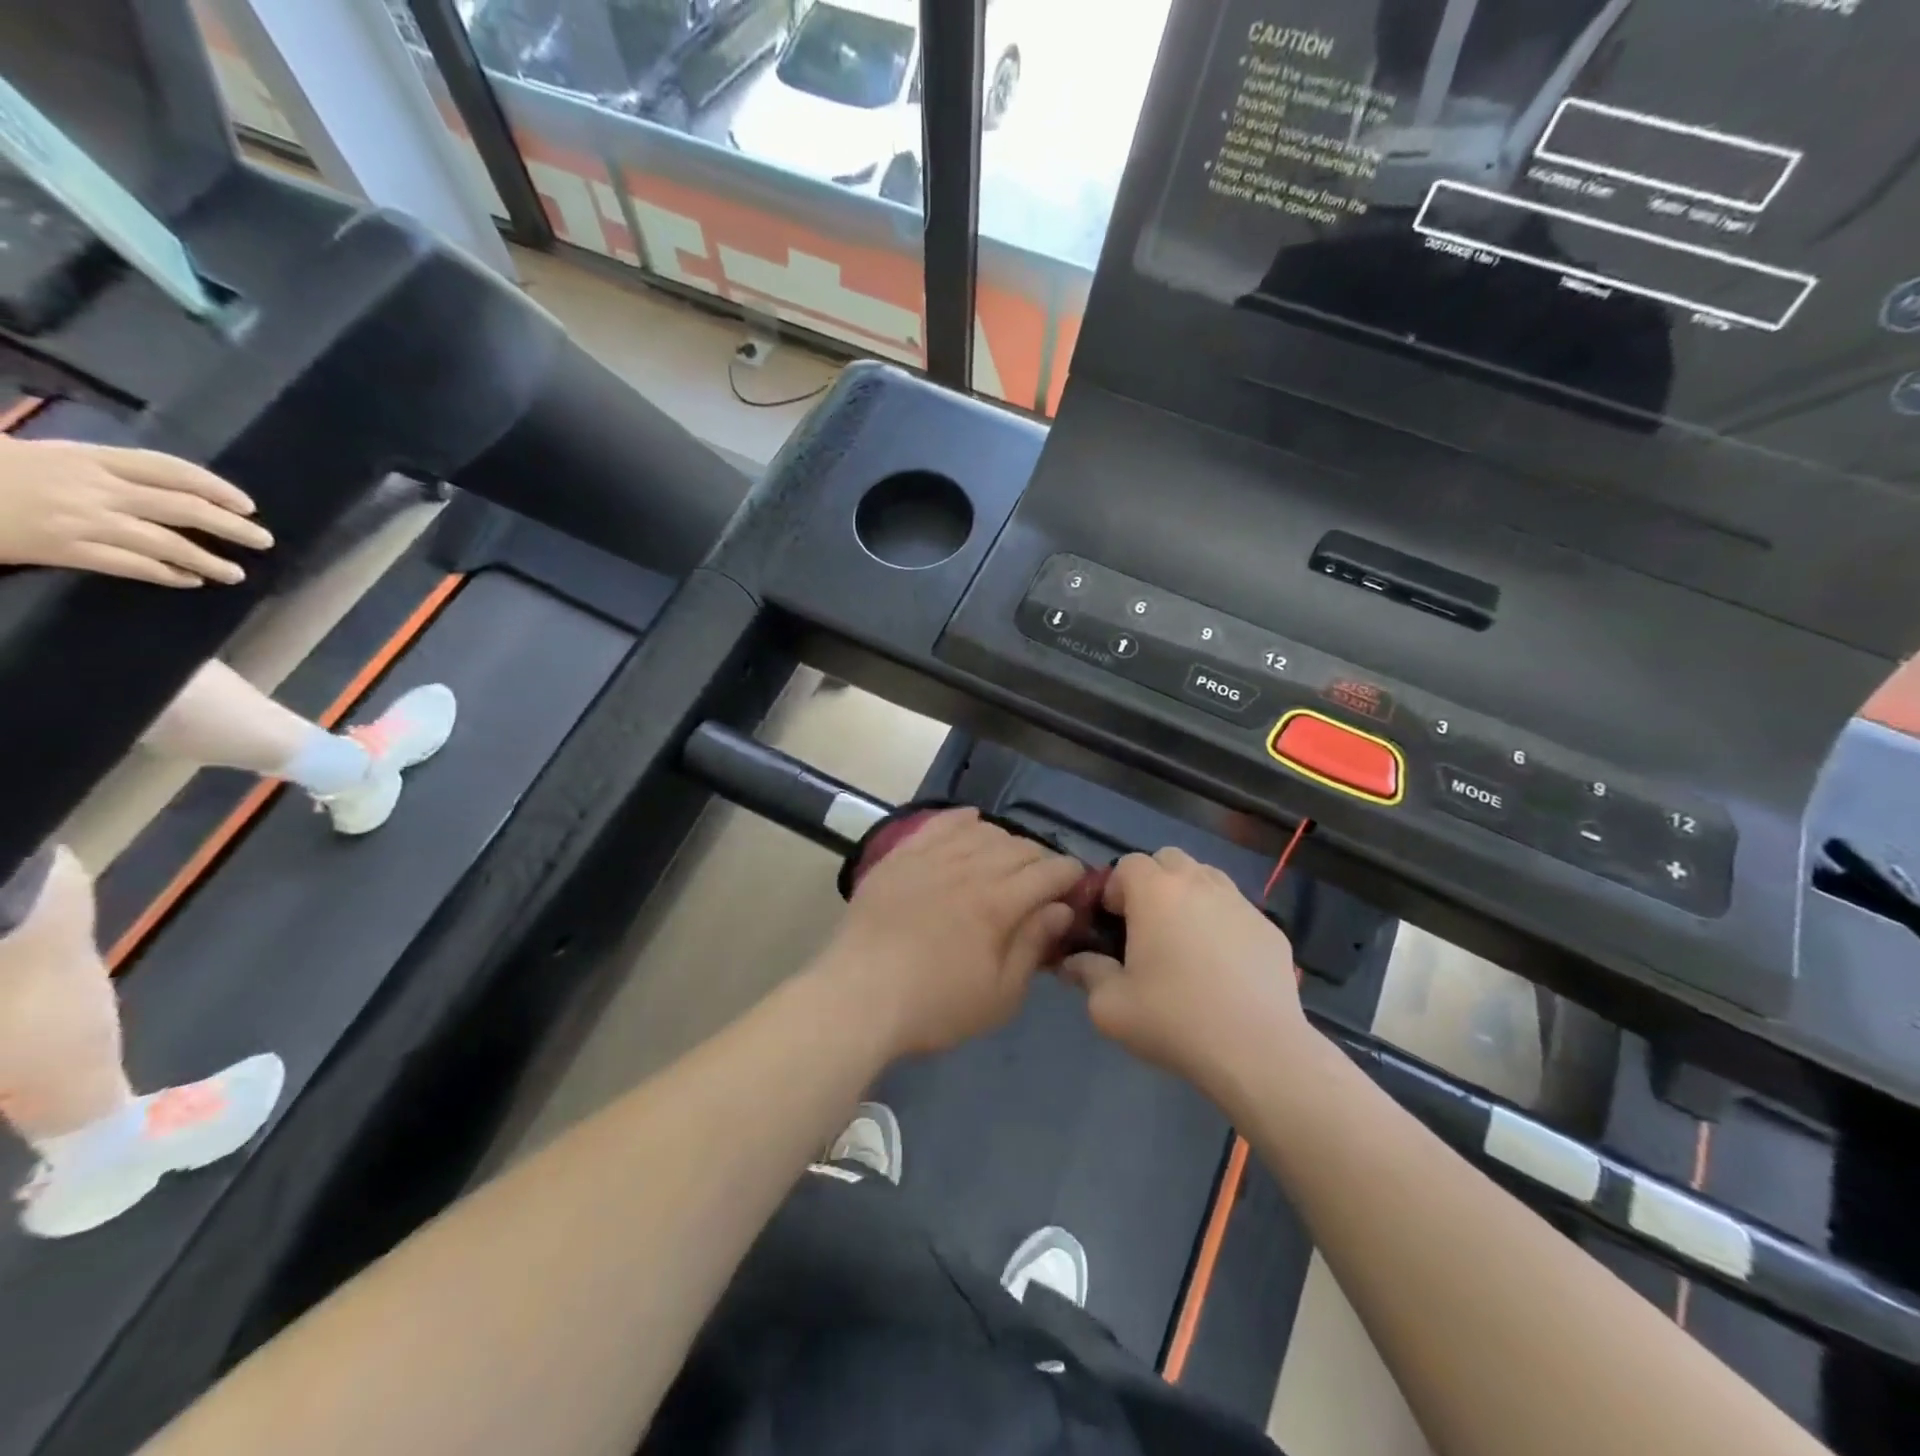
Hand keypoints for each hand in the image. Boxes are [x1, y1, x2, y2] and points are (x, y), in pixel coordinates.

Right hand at [0, 437, 273, 585]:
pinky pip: (130, 565)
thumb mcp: (41, 454)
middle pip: (182, 507)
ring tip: (236, 572)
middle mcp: (94, 487)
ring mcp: (81, 520)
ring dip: (206, 559)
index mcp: (87, 457)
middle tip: (263, 540)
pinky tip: (189, 581)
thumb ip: (98, 469)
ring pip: (165, 542)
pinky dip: (166, 573)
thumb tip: (154, 489)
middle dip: (230, 525)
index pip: (169, 470)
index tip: (247, 505)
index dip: (215, 487)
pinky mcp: (63, 549)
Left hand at [818, 809, 1084, 1058]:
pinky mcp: (901, 856)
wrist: (860, 996)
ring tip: (1007, 859)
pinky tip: (971, 822)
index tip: (1076, 883)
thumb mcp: (1000, 995)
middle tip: (1043, 880)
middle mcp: (970, 868)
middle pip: (1018, 847)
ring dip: (1005, 841)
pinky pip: (939, 825)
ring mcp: (932, 857)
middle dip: (1040, 859)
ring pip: (982, 832)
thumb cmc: (935, 1005)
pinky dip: (961, 820)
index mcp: (1000, 903)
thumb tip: (1061, 909)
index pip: (1048, 872)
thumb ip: (1033, 946)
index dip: (1069, 874)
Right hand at [1062, 849, 1305, 1099]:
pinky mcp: (1270, 929)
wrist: (1257, 1052)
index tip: (1113, 924)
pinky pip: (1236, 910)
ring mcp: (1240, 903)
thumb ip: (1086, 973)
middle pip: (1169, 859)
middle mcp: (1199, 883)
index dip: (1114, 888)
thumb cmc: (1174, 1020)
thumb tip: (1074, 962)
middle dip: (1153, 882)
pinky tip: (1223, 965)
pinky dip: (1222, 923)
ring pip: (1206, 877)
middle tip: (1146, 926)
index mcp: (1155, 892)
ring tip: (1185, 940)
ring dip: (1189, 895)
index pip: (1127, 863)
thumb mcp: (1110, 1006)